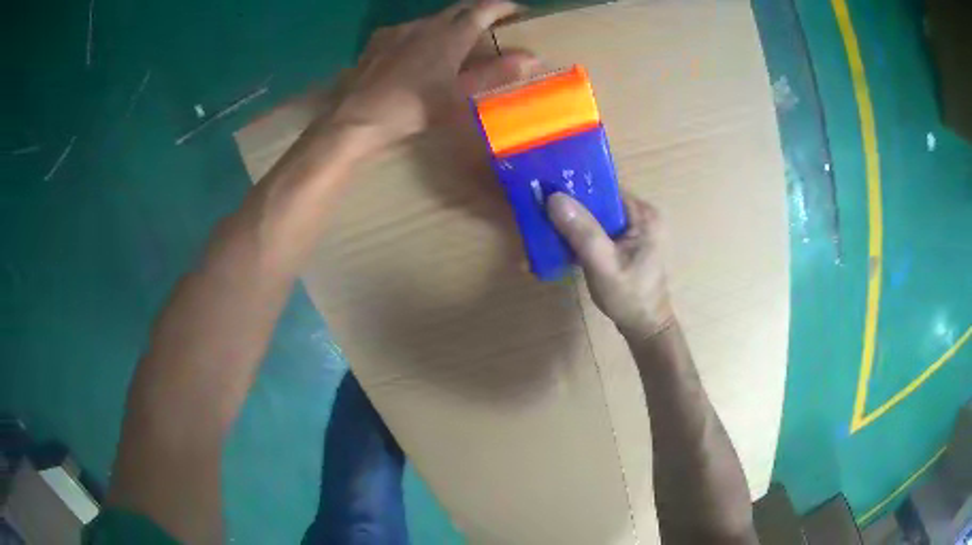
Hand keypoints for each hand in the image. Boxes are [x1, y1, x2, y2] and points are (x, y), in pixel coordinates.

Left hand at [331, 0, 539, 150]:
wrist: (356, 117)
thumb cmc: (413, 109)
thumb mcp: (459, 95)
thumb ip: (495, 73)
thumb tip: (532, 57)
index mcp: (450, 36)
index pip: (483, 10)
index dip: (503, 7)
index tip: (518, 10)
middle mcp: (426, 24)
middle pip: (458, 9)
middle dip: (478, 11)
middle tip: (492, 23)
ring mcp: (399, 30)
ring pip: (432, 19)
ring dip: (450, 24)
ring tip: (455, 40)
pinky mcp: (378, 40)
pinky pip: (408, 29)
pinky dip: (422, 34)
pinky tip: (417, 50)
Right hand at [548, 193, 674, 337]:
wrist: (645, 328)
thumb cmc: (629, 297)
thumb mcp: (604, 264)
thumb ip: (582, 231)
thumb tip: (553, 197)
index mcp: (643, 214)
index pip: (605, 188)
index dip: (575, 187)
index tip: (545, 191)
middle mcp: (640, 216)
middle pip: (598, 201)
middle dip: (568, 209)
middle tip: (538, 213)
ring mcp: (633, 231)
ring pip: (595, 217)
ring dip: (570, 224)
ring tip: (541, 230)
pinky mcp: (624, 244)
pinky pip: (597, 232)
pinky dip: (578, 238)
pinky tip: (557, 245)